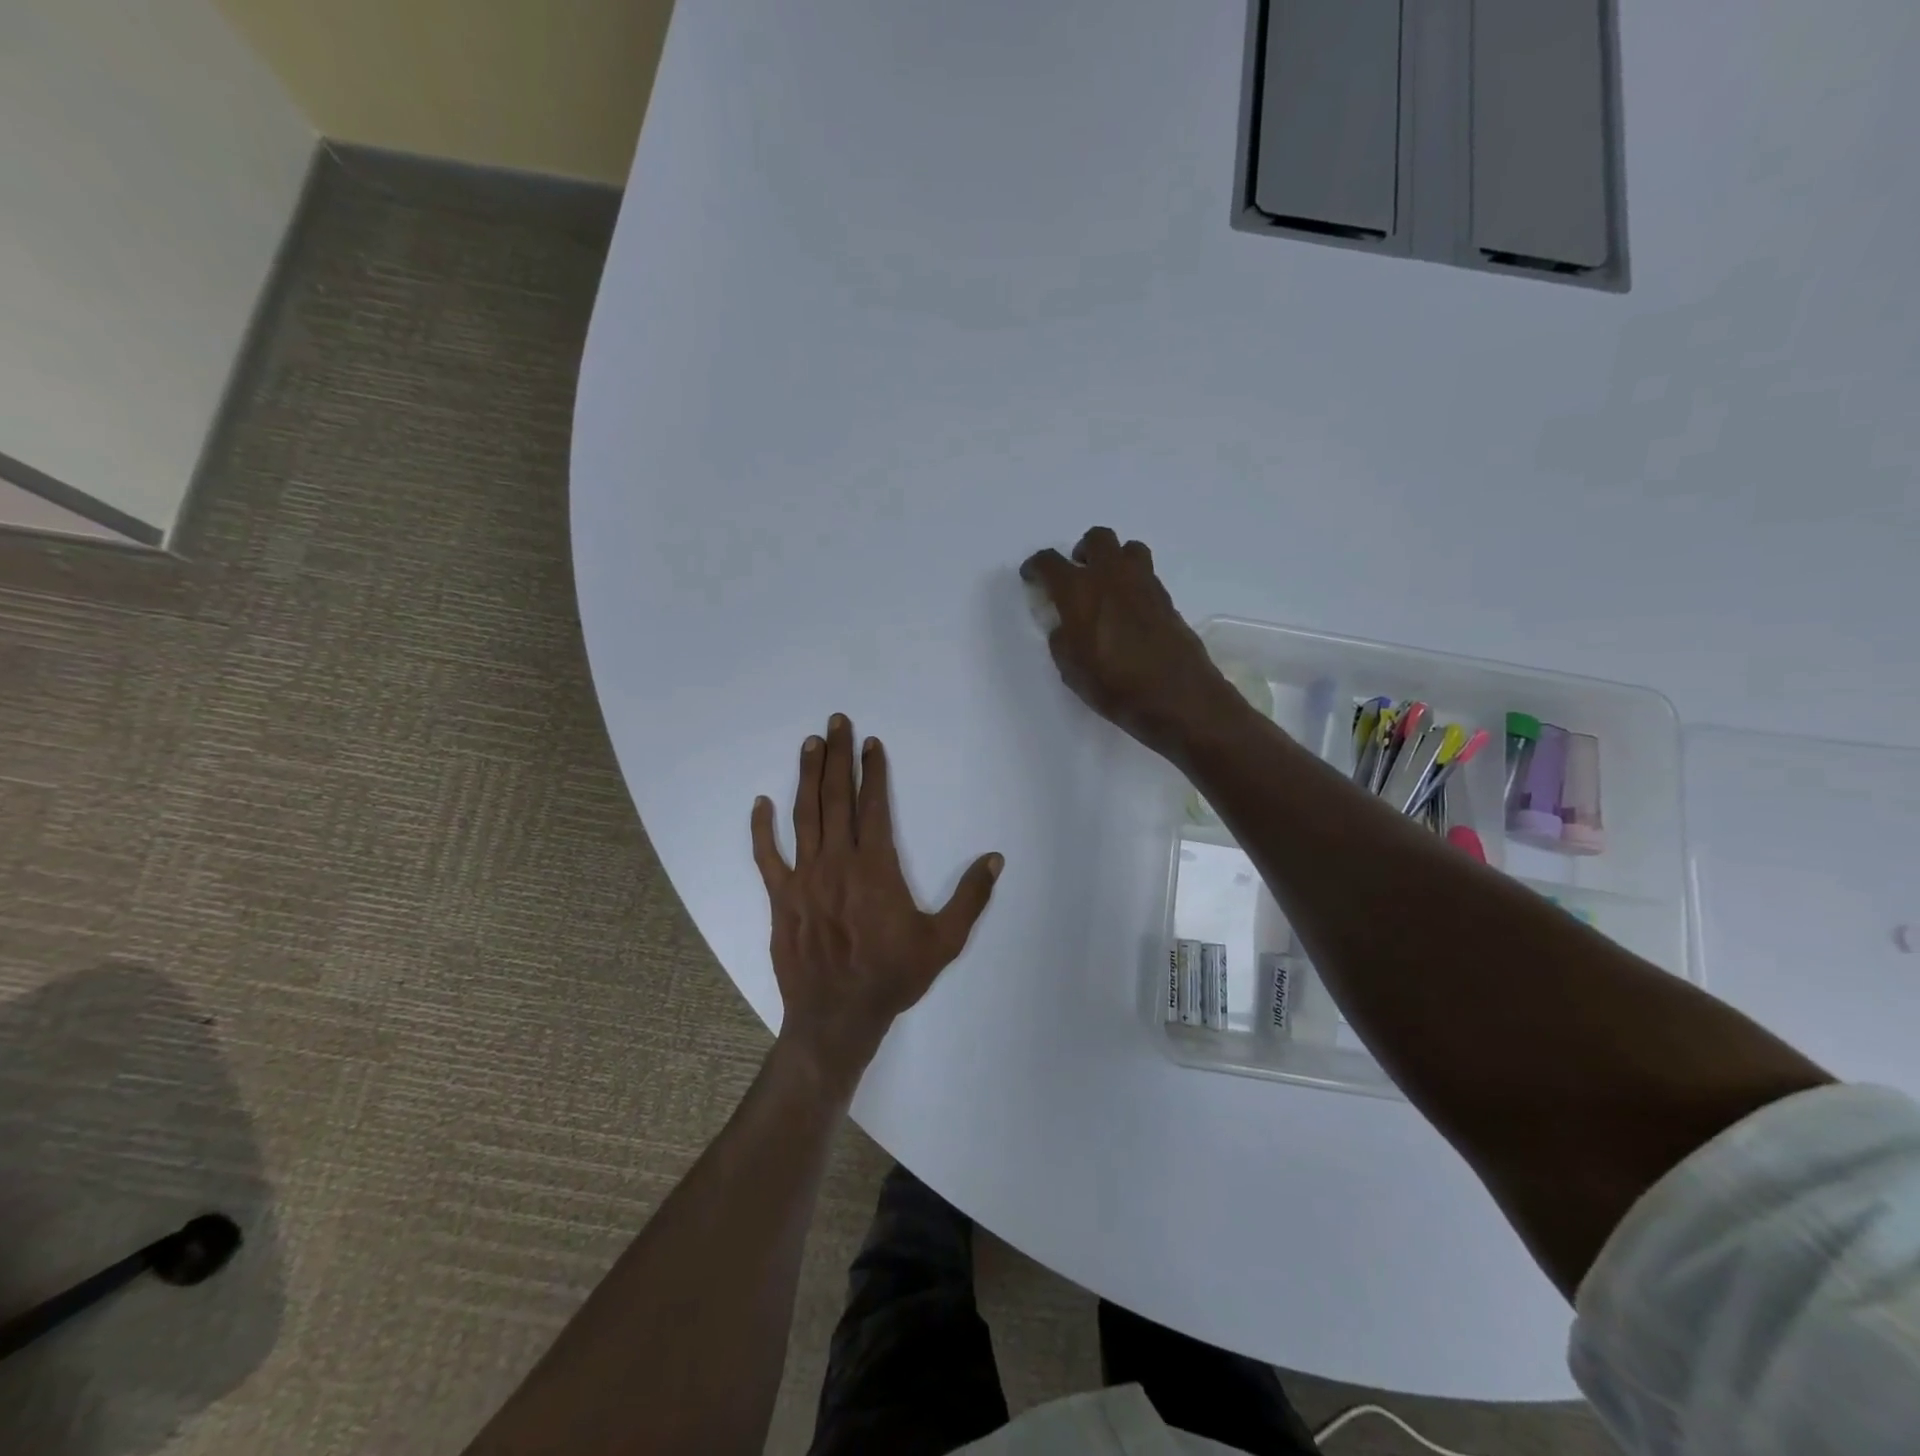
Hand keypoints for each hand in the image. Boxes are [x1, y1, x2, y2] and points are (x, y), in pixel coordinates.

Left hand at [752, 715, 1002, 1092]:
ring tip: (810, 745)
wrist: (838, 1016)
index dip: (873, 771)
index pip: (873, 806)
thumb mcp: (944, 941)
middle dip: (837, 757)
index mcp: (876, 868)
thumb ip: (971, 897)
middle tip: (836, 722)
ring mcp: (804, 879)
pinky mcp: (781, 898)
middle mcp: (837, 863)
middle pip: (835, 799)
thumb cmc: (894, 976)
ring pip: (803, 817)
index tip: (871, 742)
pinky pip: (766, 857)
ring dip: (806, 777)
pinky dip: (761, 829)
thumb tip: (996, 859)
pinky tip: (760, 803)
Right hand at [1020, 527, 1235, 758]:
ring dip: (1113, 559)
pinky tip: (1128, 609)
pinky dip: (1133, 582)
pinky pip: (1146, 574)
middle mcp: (1111, 576)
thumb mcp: (1071, 669)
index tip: (1032, 576)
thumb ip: (1062, 638)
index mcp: (1079, 591)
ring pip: (1128, 549)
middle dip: (1082, 551)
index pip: (1050, 562)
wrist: (1176, 697)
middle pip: (1097, 539)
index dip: (1036, 566)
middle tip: (1077, 574)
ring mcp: (1144, 584)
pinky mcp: (1166, 598)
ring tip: (1107, 586)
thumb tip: (1065, 625)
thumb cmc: (1114, 686)